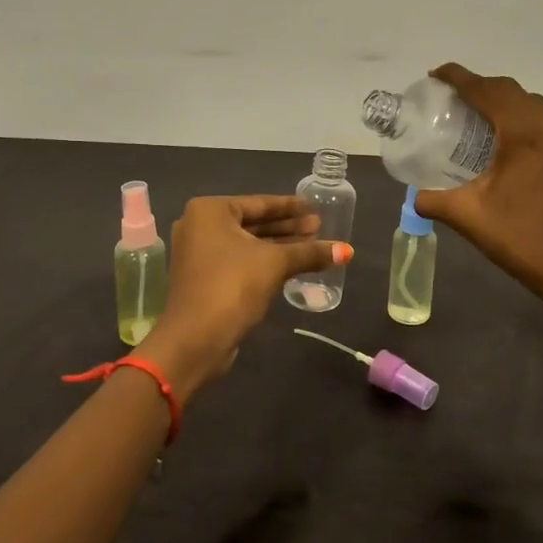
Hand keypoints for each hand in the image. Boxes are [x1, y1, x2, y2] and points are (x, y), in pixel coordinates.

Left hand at [142, 195, 352, 398]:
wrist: (196, 340)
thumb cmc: (232, 286)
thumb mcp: (275, 264)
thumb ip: (309, 253)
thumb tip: (347, 250)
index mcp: (210, 211)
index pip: (259, 203)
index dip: (290, 207)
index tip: (315, 208)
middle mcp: (199, 226)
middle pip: (253, 223)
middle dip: (287, 228)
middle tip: (319, 228)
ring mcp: (198, 253)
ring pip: (247, 244)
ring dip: (278, 246)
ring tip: (313, 245)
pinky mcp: (203, 278)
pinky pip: (240, 261)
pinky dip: (263, 262)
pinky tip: (292, 265)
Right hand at [413, 64, 542, 309]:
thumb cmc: (518, 238)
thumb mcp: (466, 216)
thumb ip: (432, 200)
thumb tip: (412, 195)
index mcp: (521, 135)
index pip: (486, 91)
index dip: (460, 78)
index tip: (436, 74)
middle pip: (511, 91)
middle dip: (481, 86)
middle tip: (453, 96)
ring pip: (535, 104)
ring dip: (508, 100)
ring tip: (484, 112)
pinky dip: (538, 120)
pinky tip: (528, 136)